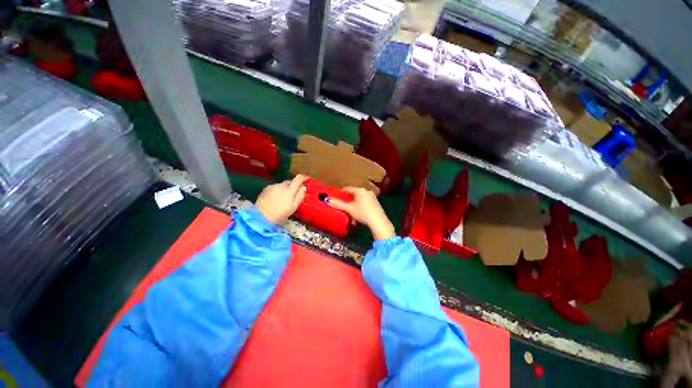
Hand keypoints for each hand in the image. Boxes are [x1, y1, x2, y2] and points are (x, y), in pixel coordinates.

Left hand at [256, 174, 307, 223]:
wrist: (261, 216)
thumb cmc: (280, 213)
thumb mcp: (294, 206)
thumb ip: (300, 195)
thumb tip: (304, 187)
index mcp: (290, 189)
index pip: (298, 178)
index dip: (304, 177)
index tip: (307, 178)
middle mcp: (281, 185)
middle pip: (290, 182)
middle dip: (294, 186)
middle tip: (294, 194)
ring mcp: (273, 186)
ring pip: (282, 185)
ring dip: (285, 189)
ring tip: (284, 198)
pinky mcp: (266, 188)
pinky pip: (275, 187)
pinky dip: (278, 191)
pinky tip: (276, 199)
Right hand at [328, 187, 394, 240]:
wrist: (378, 222)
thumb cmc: (362, 213)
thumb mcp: (349, 209)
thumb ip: (338, 204)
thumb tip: (326, 199)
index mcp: (360, 190)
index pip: (347, 189)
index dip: (340, 192)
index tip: (335, 196)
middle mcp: (367, 191)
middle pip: (354, 195)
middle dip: (348, 203)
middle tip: (343, 208)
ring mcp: (373, 197)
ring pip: (359, 201)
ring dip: (354, 207)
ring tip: (351, 216)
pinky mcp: (376, 203)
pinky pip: (365, 204)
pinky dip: (360, 208)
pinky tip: (359, 217)